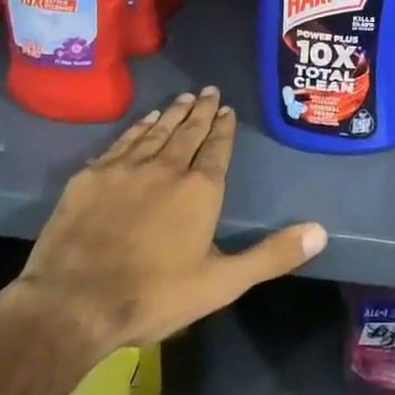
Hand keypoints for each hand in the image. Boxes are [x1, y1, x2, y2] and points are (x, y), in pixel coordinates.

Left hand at [4, 87, 326, 374]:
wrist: (73, 304)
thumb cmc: (154, 295)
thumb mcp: (222, 283)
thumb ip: (272, 255)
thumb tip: (321, 230)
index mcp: (200, 189)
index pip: (217, 148)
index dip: (224, 128)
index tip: (227, 109)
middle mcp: (166, 167)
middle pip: (188, 131)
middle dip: (202, 111)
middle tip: (210, 91)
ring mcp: (126, 168)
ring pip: (156, 131)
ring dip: (172, 113)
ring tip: (184, 98)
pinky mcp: (92, 176)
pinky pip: (122, 141)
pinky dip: (138, 127)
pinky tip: (144, 121)